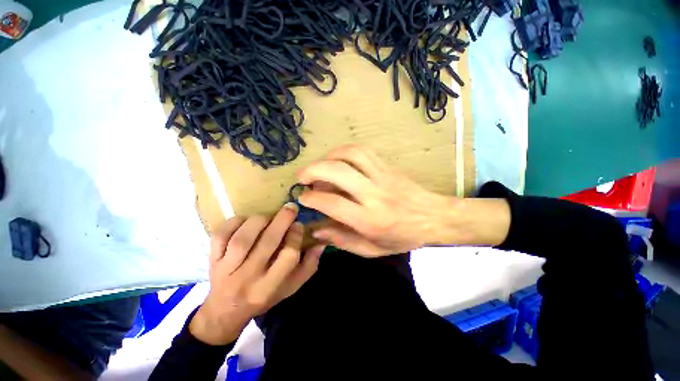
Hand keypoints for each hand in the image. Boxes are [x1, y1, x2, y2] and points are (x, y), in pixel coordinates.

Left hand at [190, 204, 325, 344]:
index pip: (288, 257)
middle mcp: (247, 278)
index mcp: (269, 287)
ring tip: (269, 216)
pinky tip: (245, 220)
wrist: (225, 311)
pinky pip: (220, 236)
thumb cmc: (264, 298)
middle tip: (291, 207)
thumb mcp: (291, 287)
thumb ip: (308, 266)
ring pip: (243, 238)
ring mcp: (226, 268)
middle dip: (282, 221)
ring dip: (259, 221)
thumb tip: (321, 242)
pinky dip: (234, 222)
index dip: (295, 237)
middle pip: (267, 243)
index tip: (299, 225)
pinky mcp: (212, 259)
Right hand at [297, 145, 510, 256]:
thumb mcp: (372, 249)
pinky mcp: (387, 166)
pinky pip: (363, 151)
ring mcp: (382, 176)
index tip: (303, 198)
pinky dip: (344, 151)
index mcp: (370, 219)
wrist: (433, 217)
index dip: (312, 198)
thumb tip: (317, 229)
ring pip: (350, 155)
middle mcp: (374, 194)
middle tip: (302, 177)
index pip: (333, 203)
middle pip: (338, 172)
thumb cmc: (402, 237)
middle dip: (313, 170)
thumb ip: (342, 240)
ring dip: (328, 157)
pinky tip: (337, 159)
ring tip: (319, 166)